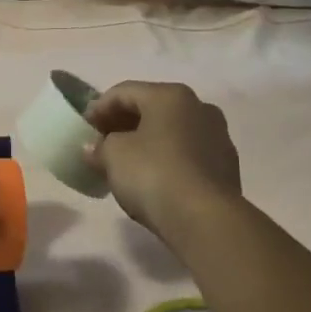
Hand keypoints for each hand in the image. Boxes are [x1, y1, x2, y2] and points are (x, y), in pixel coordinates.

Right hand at [85, 81, 241, 247]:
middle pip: (151, 109)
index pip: (125, 92)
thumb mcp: (113, 156)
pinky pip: (188, 154)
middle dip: (123, 124)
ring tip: (125, 163)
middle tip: (101, 143)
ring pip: (172, 132)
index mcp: (170, 95)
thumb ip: (99, 147)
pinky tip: (153, 179)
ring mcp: (217, 136)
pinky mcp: (227, 166)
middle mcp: (199, 107)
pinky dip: (167, 159)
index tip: (83, 128)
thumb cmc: (154, 174)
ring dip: (147, 142)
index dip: (99, 107)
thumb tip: (92, 148)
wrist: (206, 220)